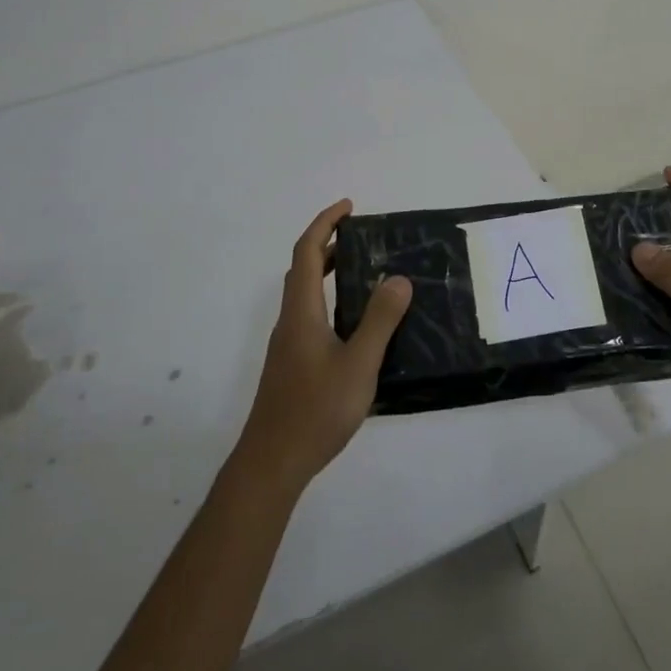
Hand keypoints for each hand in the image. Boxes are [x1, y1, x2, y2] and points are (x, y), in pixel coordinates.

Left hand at [234, 198, 411, 494]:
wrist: (272, 463)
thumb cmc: (316, 410)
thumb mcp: (359, 364)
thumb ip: (379, 321)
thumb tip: (398, 278)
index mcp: (302, 312)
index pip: (306, 252)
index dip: (325, 224)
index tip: (349, 208)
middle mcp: (290, 321)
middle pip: (301, 270)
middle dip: (327, 245)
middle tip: (361, 238)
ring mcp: (288, 345)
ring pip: (304, 295)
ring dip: (327, 273)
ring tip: (363, 273)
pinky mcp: (291, 366)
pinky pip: (310, 316)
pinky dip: (329, 301)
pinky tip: (354, 325)